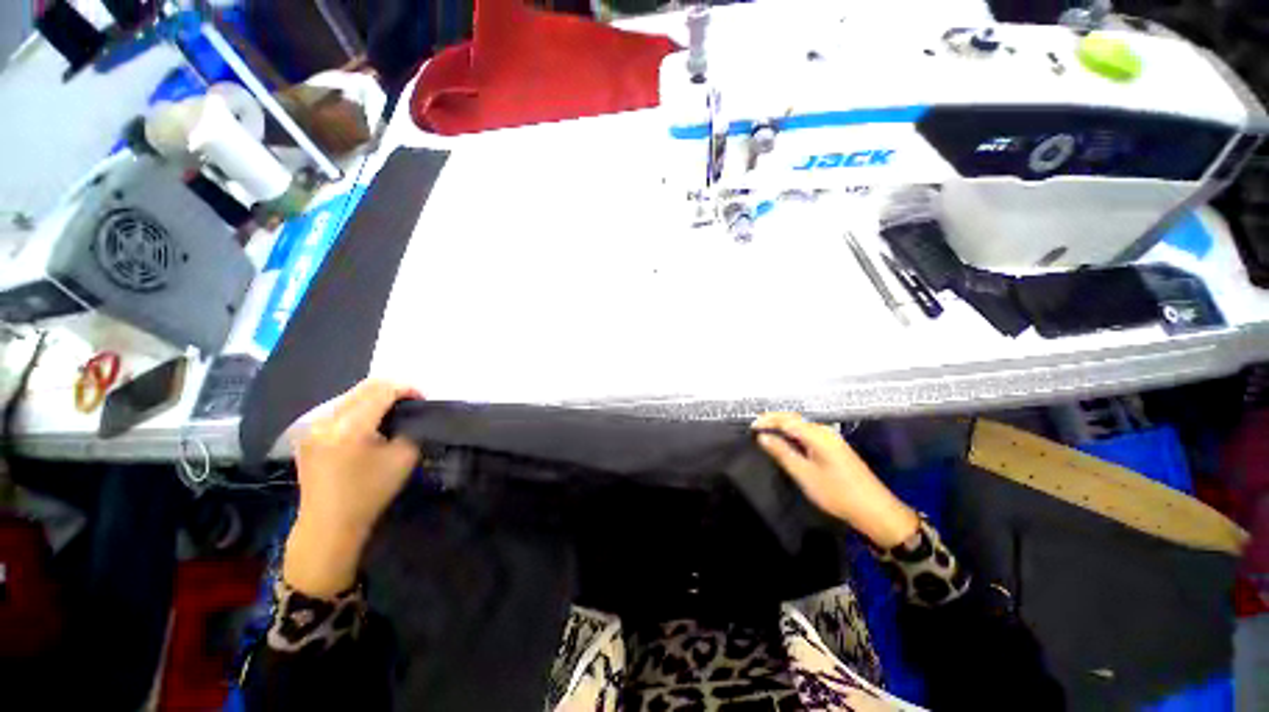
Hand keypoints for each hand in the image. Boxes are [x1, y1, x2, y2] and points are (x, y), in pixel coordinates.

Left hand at [283, 380, 420, 597]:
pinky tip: (371, 423)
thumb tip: (413, 414)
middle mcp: (327, 420)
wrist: (328, 525)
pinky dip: (360, 408)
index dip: (408, 388)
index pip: (382, 389)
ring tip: (394, 411)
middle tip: (413, 402)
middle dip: (393, 389)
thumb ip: (411, 429)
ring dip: (376, 397)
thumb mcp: (404, 458)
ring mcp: (313, 426)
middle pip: (364, 387)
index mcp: (350, 426)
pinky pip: (339, 409)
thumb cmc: (370, 493)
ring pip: (351, 395)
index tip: (424, 398)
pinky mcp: (308, 435)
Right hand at [752, 412, 918, 548]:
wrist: (875, 510)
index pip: (786, 420)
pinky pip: (808, 434)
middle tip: (755, 429)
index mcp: (817, 435)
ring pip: (801, 426)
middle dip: (774, 420)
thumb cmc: (837, 493)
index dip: (767, 420)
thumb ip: (782, 452)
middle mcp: (824, 431)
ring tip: (766, 435)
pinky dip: (793, 435)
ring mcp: (831, 438)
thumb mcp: (804, 474)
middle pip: (794, 419)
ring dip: (783, 427)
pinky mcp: (835, 447)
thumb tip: (762, 436)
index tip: (750, 427)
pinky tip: (786, 443)